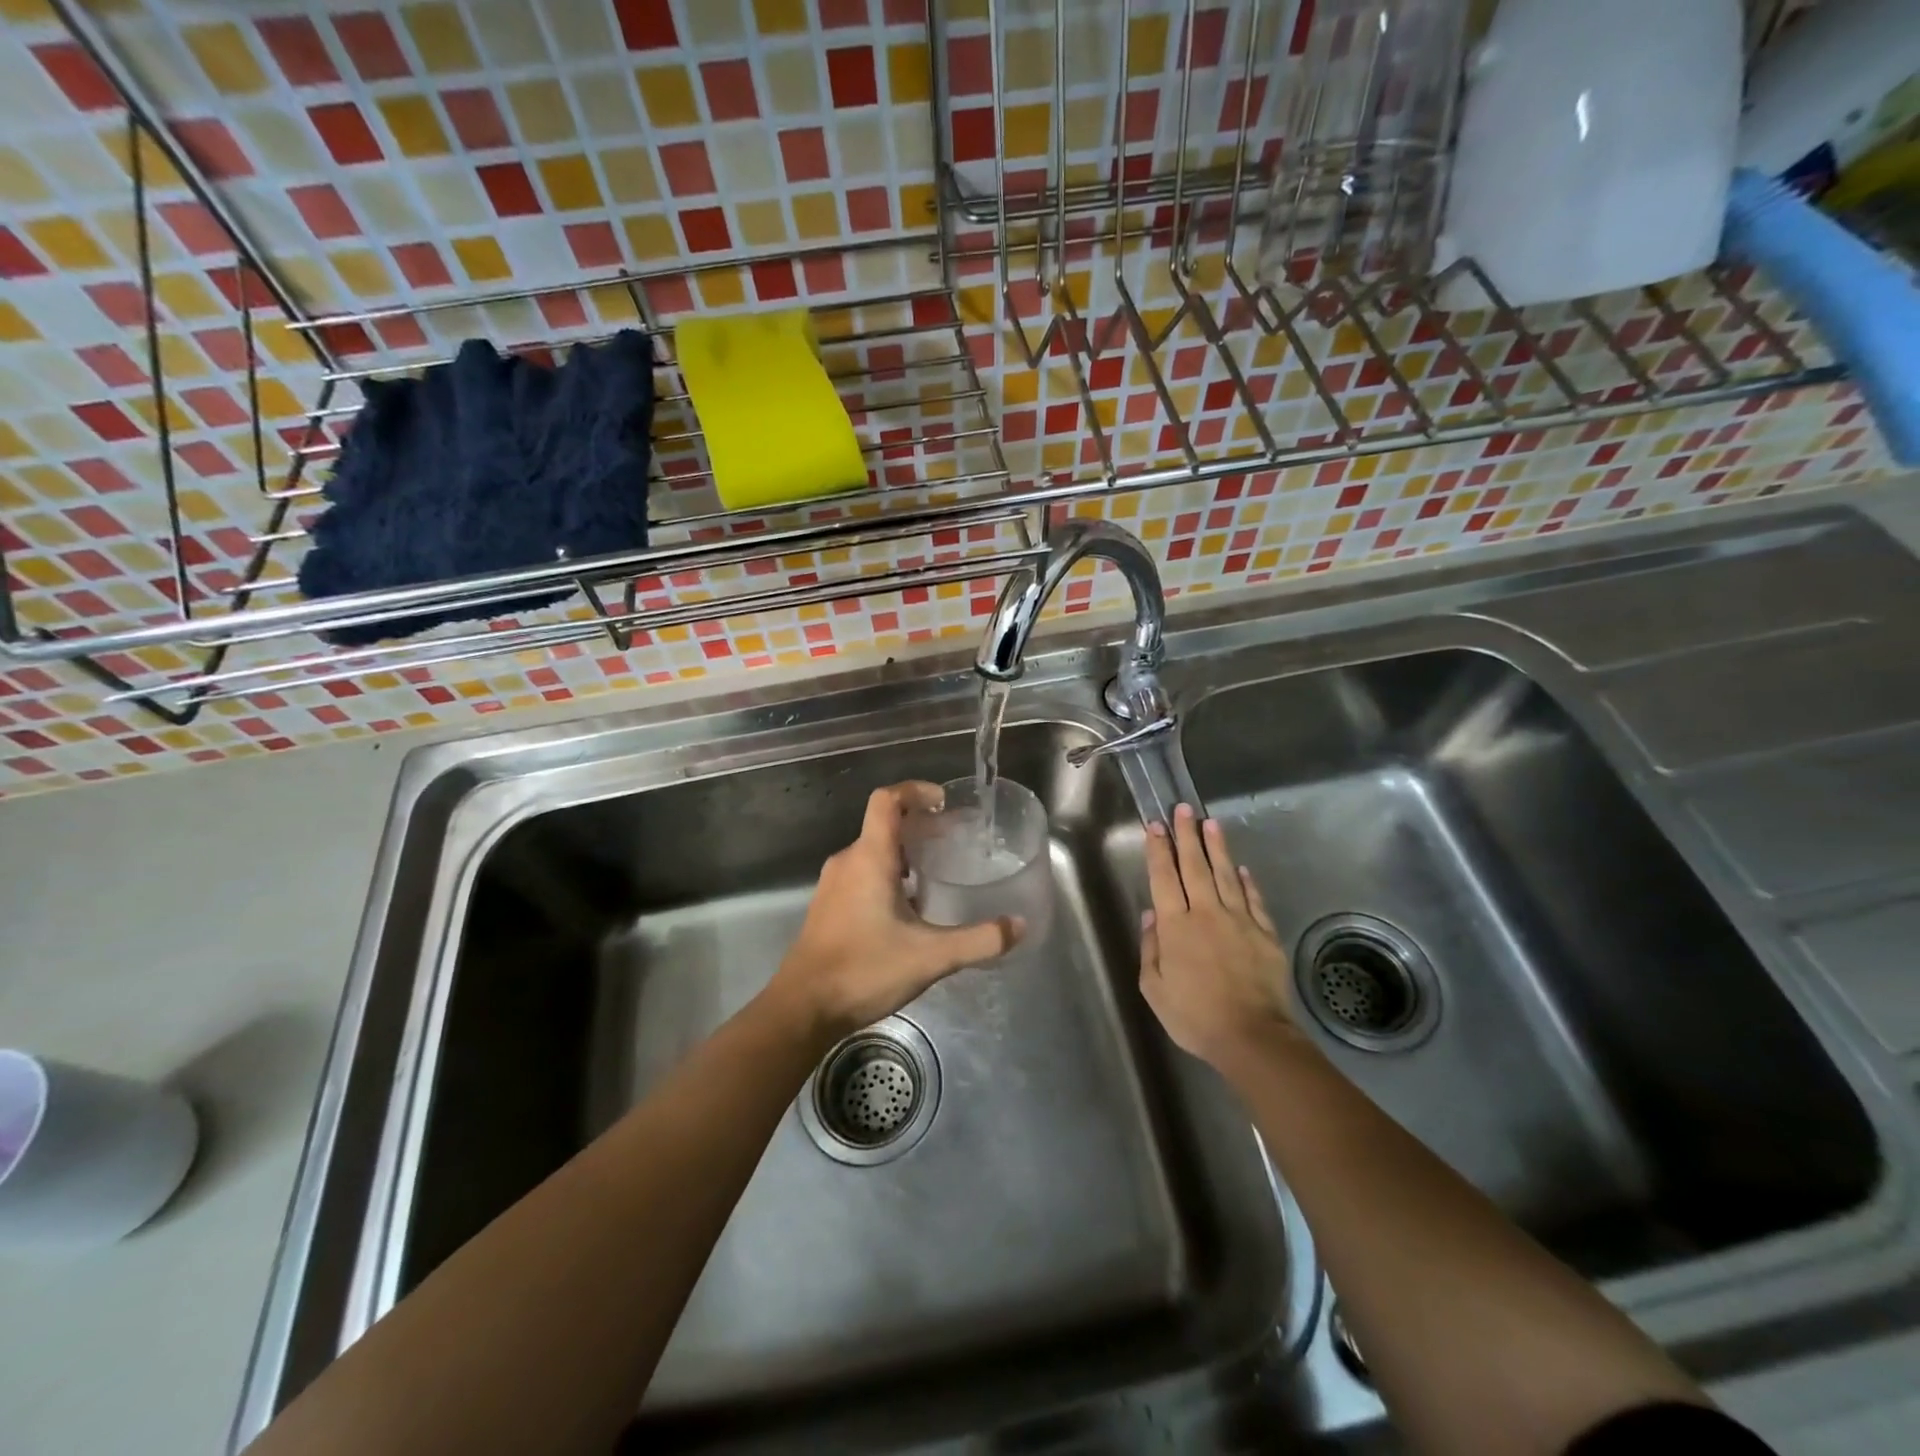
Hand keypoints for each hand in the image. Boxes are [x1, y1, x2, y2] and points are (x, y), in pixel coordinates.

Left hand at [769, 781, 1025, 1037]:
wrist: (803, 1008)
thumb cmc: (864, 970)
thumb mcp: (930, 957)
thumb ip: (978, 940)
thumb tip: (1018, 925)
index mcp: (869, 858)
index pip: (887, 800)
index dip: (915, 791)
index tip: (944, 803)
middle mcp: (848, 862)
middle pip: (884, 825)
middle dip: (920, 826)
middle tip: (954, 841)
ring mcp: (833, 884)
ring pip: (872, 851)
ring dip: (905, 853)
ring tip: (936, 873)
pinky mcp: (828, 906)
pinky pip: (862, 873)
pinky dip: (888, 874)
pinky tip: (909, 908)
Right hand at [1138, 803, 1304, 1071]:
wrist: (1252, 1036)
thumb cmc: (1195, 1016)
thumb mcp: (1155, 989)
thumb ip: (1151, 949)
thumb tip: (1151, 916)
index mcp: (1176, 926)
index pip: (1164, 878)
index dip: (1158, 850)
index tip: (1155, 826)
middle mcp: (1206, 913)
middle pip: (1194, 866)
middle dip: (1186, 835)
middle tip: (1182, 809)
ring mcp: (1240, 921)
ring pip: (1225, 875)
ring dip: (1216, 847)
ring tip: (1210, 823)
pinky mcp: (1265, 934)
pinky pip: (1254, 900)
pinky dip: (1247, 881)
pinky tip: (1241, 868)